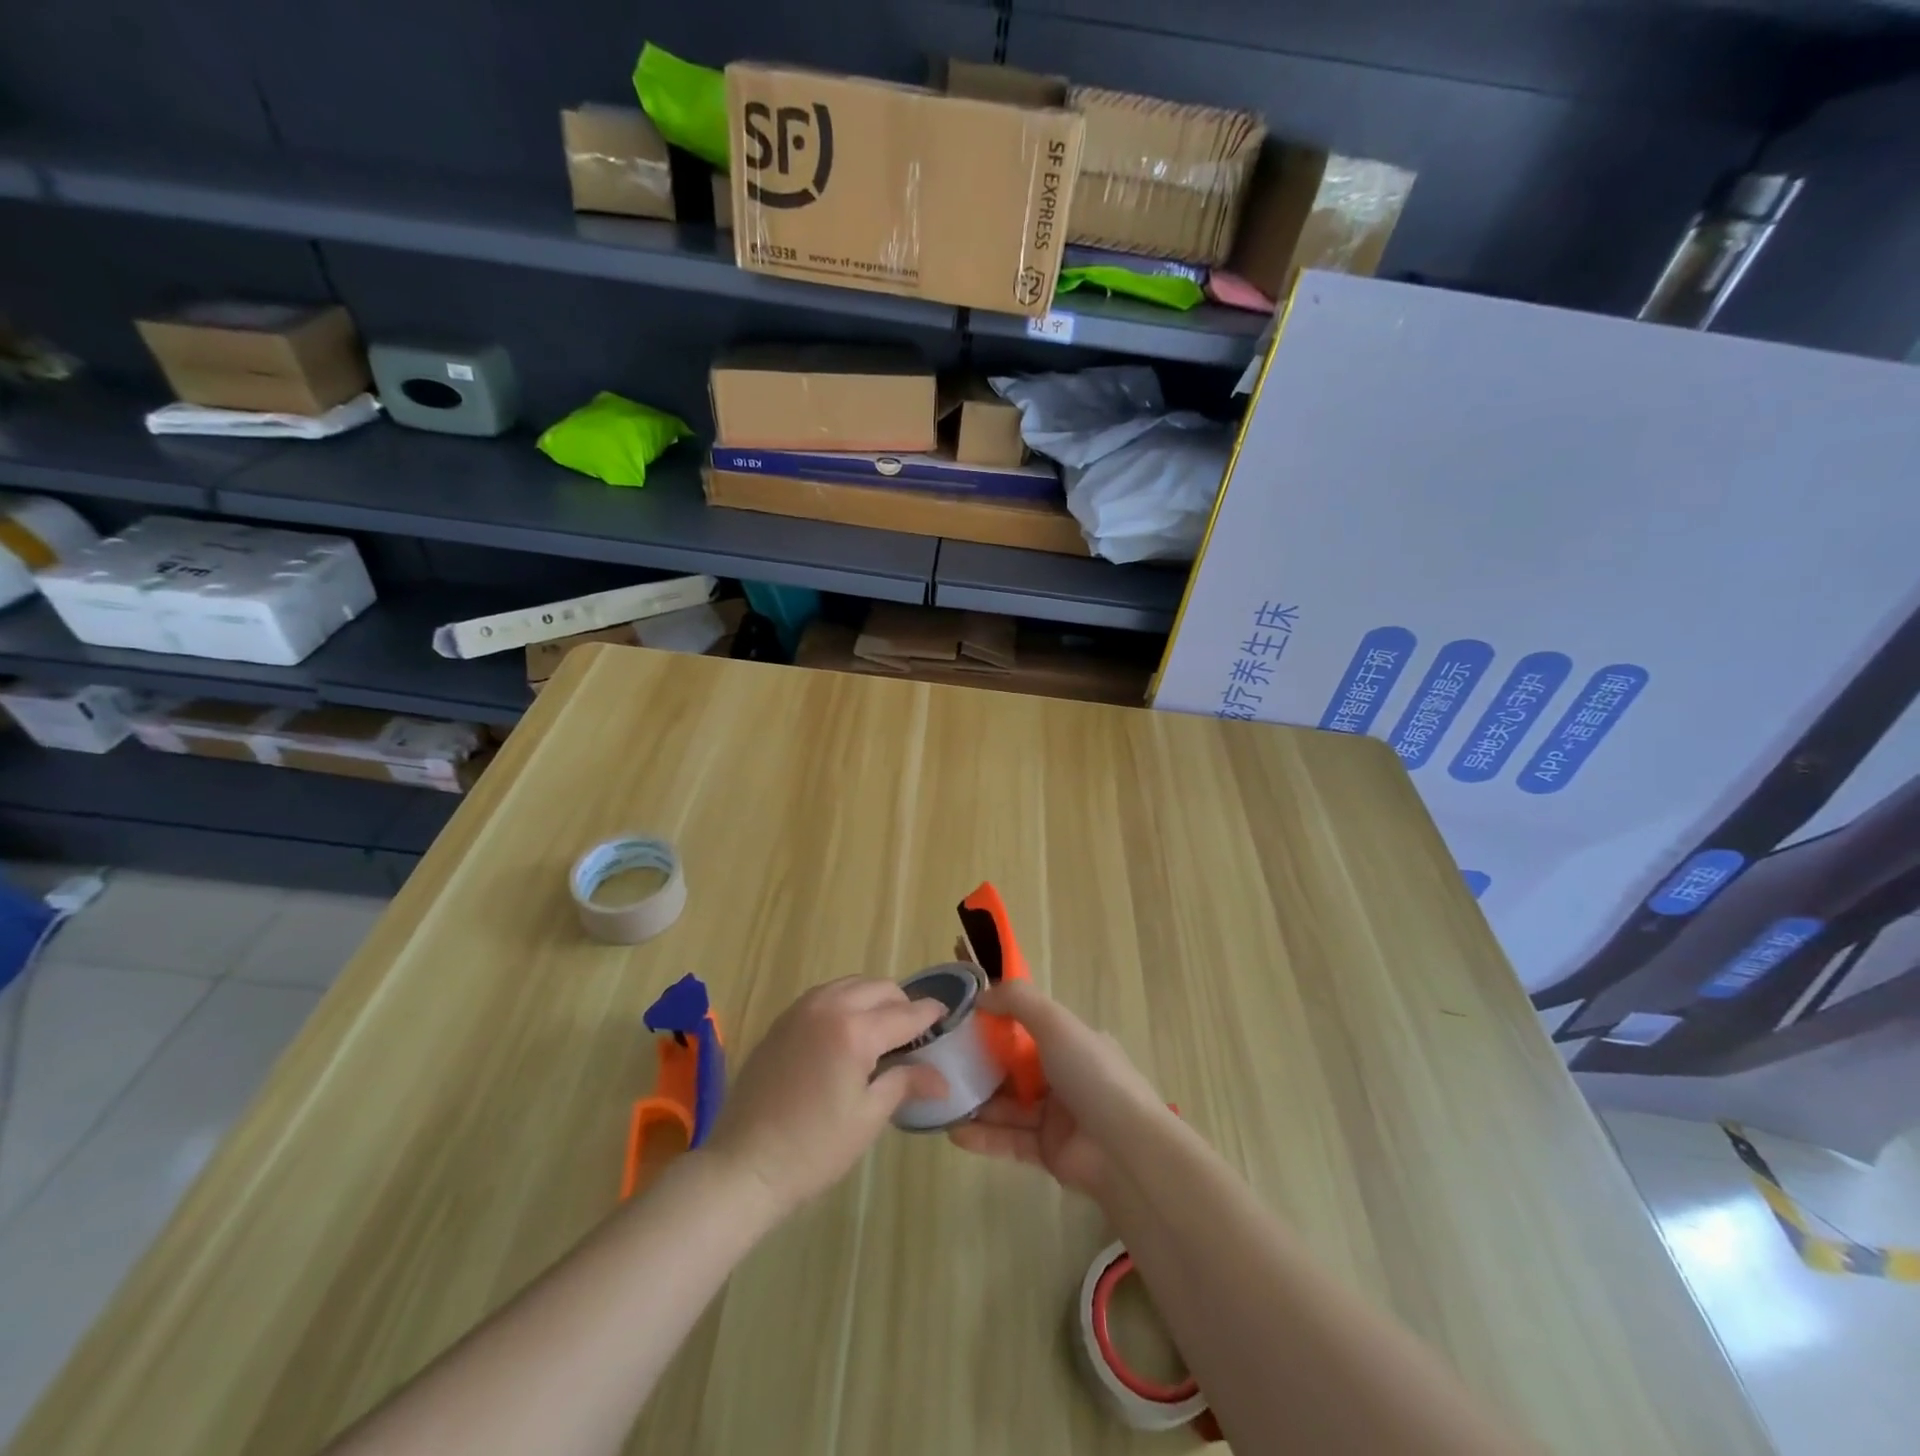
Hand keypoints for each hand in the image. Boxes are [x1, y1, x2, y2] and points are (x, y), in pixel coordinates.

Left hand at [704, 978, 947, 1213]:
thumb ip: (905, 1083)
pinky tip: (847, 1032)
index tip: (947, 1017)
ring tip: (882, 1030)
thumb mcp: (868, 1118)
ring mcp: (801, 1010)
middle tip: (913, 1033)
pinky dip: (845, 1002)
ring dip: (872, 998)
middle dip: (902, 1004)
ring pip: (851, 985)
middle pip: (879, 988)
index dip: (930, 1014)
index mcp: (855, 1030)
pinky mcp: (782, 1020)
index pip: (905, 1013)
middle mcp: (829, 1007)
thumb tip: (940, 1077)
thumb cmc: (813, 1149)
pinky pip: (825, 995)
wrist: (743, 1166)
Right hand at [947, 981, 1169, 1200]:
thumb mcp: (1056, 1023)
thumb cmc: (1091, 1075)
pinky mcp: (1048, 1154)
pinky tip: (954, 1132)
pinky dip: (984, 1136)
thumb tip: (980, 994)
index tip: (962, 1025)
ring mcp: (1057, 1118)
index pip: (1029, 1029)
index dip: (996, 1025)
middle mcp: (1065, 1077)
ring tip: (940, 1100)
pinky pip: (1010, 1140)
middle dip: (980, 1067)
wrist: (1125, 1150)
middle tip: (942, 1065)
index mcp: (1072, 1044)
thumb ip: (1018, 1001)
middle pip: (1014, 1069)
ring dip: (977, 1103)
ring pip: (1008, 1106)